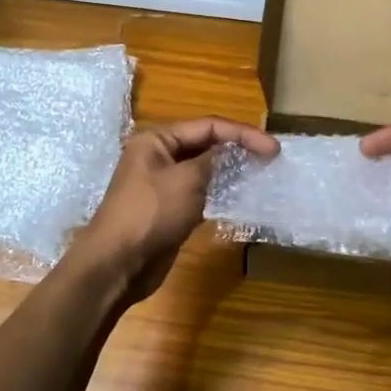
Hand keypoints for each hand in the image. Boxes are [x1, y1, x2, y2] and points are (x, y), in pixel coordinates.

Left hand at [77, 117, 277, 303]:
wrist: (117, 264)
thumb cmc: (150, 214)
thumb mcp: (186, 180)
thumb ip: (213, 160)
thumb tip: (231, 150)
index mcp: (157, 140)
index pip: (208, 126)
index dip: (243, 134)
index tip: (273, 148)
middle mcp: (159, 156)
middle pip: (206, 144)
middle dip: (238, 148)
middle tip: (271, 158)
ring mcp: (163, 184)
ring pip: (205, 169)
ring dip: (232, 170)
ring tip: (261, 174)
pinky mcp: (170, 209)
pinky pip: (201, 192)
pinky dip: (221, 191)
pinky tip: (241, 195)